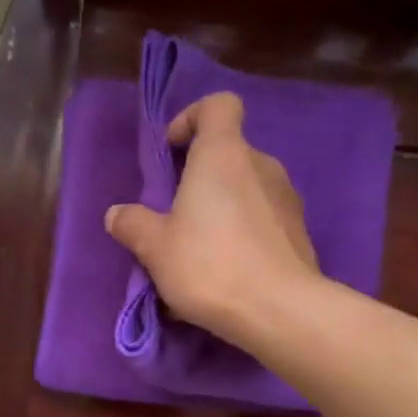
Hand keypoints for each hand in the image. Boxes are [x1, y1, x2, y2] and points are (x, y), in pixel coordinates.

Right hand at [105, 92, 322, 343]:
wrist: (280, 311)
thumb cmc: (210, 265)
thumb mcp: (155, 247)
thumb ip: (133, 224)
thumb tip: (117, 214)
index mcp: (223, 154)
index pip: (218, 105)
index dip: (192, 118)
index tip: (172, 151)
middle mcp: (261, 165)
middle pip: (229, 152)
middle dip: (200, 176)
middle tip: (175, 214)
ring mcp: (287, 198)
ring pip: (246, 189)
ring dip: (221, 207)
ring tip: (199, 249)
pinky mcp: (300, 232)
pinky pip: (263, 219)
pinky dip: (243, 233)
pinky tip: (227, 271)